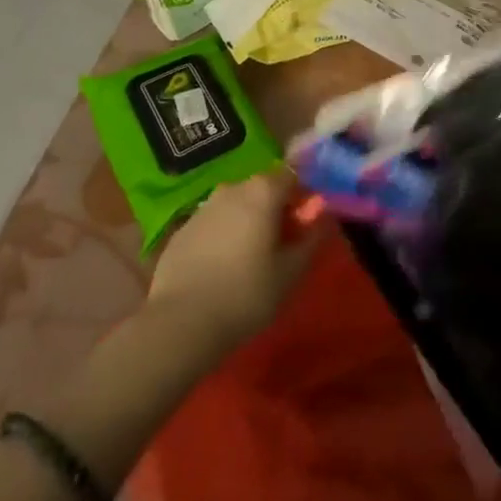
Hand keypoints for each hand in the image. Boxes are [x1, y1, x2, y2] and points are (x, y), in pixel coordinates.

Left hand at [145, 170, 317, 354]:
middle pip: (262, 189)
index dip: (301, 197)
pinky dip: (221, 237)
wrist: (181, 323)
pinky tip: (220, 270)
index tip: (304, 225)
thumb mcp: (292, 272)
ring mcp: (202, 208)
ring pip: (235, 206)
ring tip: (248, 260)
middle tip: (280, 246)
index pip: (291, 176)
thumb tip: (320, 217)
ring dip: (247, 222)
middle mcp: (232, 189)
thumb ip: (311, 238)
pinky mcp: (180, 231)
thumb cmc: (247, 294)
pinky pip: (212, 225)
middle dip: (274, 210)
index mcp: (263, 192)